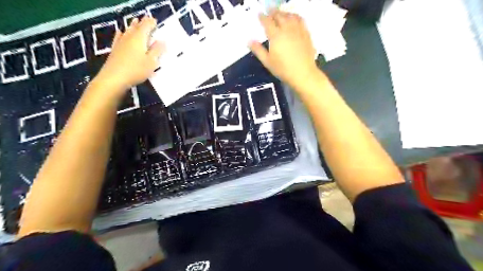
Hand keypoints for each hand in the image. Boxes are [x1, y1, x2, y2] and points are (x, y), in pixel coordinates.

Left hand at [95, 16, 164, 94]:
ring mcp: (120, 42)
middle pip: (136, 26)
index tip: (156, 22)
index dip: (152, 23)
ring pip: (128, 30)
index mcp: (140, 38)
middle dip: (142, 23)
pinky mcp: (115, 49)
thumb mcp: (151, 62)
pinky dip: (122, 33)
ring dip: (133, 26)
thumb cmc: (136, 70)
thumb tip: (162, 41)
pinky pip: (119, 37)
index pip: (146, 26)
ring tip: (136, 22)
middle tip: (147, 20)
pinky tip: (120, 32)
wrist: (114, 78)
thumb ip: (157, 51)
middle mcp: (129, 37)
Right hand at [249, 9, 319, 88]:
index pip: (267, 22)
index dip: (262, 17)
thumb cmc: (283, 69)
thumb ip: (258, 50)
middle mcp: (287, 29)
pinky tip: (294, 18)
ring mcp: (298, 30)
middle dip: (273, 12)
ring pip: (290, 16)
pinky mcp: (306, 33)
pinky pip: (300, 20)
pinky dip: (295, 16)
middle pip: (279, 16)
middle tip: (269, 10)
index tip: (259, 14)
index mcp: (275, 36)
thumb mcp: (267, 62)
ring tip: (280, 13)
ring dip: (284, 13)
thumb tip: (249, 41)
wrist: (303, 73)